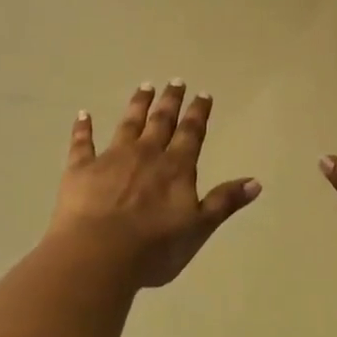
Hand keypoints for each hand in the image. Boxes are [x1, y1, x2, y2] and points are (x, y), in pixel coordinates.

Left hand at [48, 81, 260, 288]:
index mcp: (175, 168)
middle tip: (175, 81)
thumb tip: (256, 181)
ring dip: (137, 105)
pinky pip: (82, 143)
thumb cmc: (154, 248)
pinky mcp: (81, 169)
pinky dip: (82, 128)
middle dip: (170, 101)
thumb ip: (224, 202)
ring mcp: (111, 158)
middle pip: (161, 121)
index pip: (191, 134)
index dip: (198, 113)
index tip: (203, 94)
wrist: (98, 254)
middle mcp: (146, 154)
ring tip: (144, 86)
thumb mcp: (198, 229)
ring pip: (128, 124)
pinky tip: (83, 114)